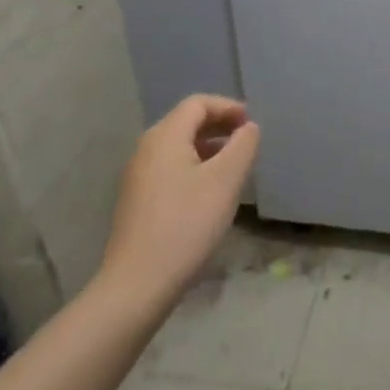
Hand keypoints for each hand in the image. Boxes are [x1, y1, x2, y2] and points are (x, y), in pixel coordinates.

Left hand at [94, 95, 259, 324]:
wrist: (138, 285)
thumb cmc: (187, 224)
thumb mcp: (226, 181)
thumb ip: (243, 146)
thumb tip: (248, 128)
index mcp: (165, 137)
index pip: (198, 104)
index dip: (228, 107)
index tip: (251, 125)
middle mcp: (146, 150)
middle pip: (186, 122)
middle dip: (219, 126)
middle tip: (246, 141)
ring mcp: (138, 177)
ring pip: (178, 147)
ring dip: (208, 147)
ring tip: (233, 166)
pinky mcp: (137, 201)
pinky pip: (170, 168)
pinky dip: (194, 166)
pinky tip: (209, 192)